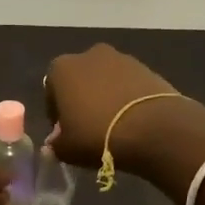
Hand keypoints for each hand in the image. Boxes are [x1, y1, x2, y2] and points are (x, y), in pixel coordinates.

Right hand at [43, 44, 181, 168]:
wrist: (153, 129)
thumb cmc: (97, 135)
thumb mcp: (67, 149)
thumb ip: (56, 144)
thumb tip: (56, 141)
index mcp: (62, 69)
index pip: (51, 91)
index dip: (56, 113)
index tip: (64, 131)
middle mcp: (89, 55)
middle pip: (80, 80)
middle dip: (81, 99)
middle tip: (88, 126)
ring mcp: (121, 58)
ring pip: (105, 80)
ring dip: (105, 97)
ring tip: (113, 124)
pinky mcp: (147, 68)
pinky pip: (128, 85)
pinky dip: (126, 97)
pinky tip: (131, 120)